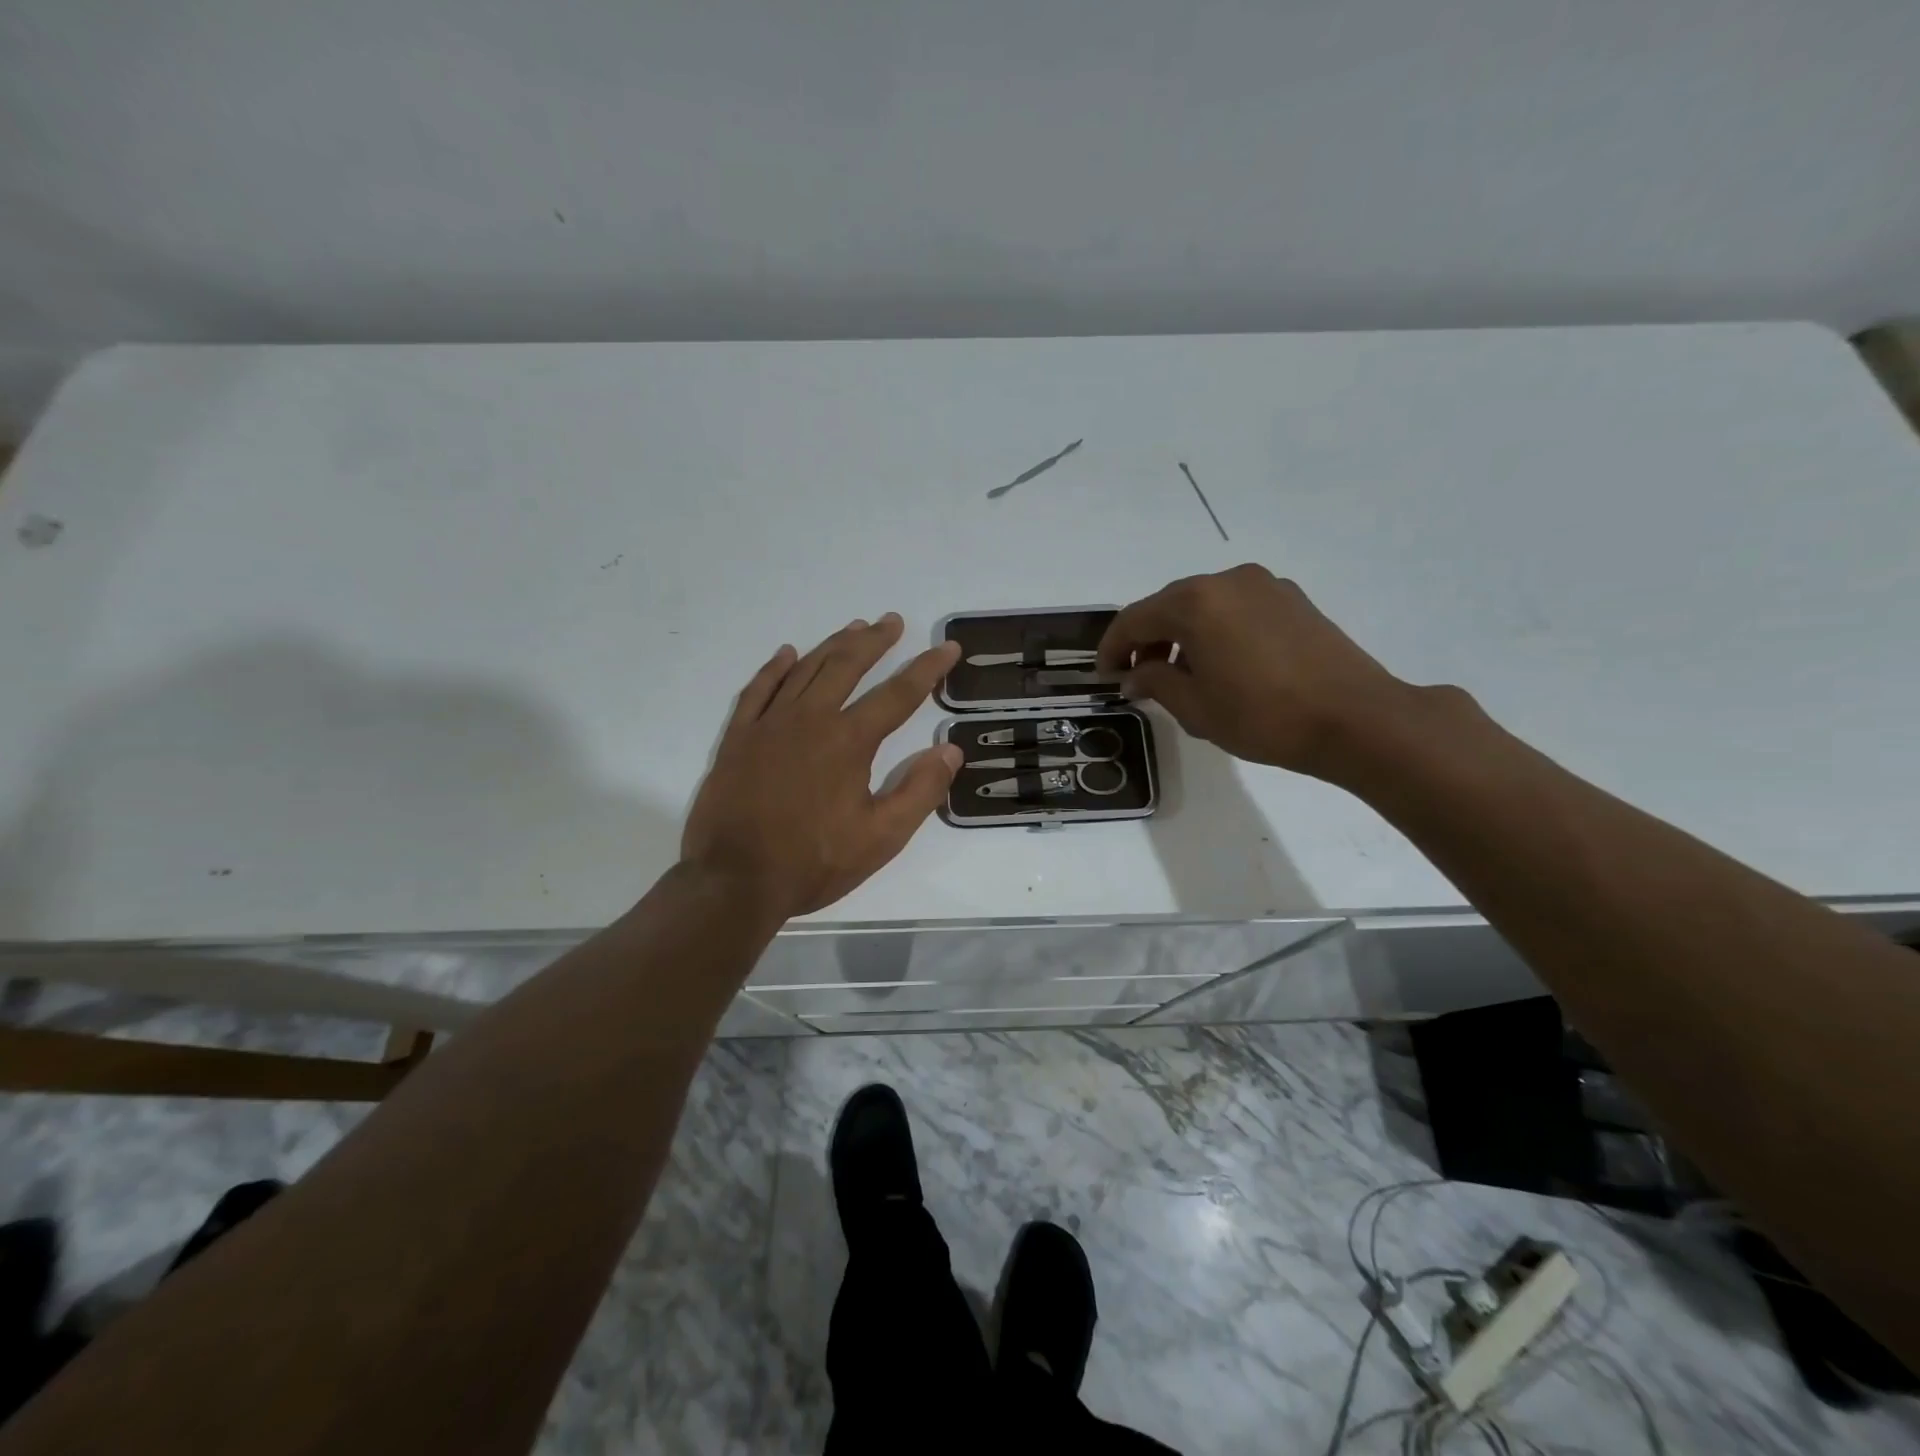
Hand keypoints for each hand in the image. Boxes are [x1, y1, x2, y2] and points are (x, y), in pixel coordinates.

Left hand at [682, 614, 962, 919]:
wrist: (734, 881)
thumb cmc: (813, 862)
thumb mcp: (881, 838)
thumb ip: (920, 791)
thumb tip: (950, 749)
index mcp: (849, 741)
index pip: (898, 694)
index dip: (927, 668)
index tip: (947, 647)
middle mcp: (810, 719)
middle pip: (847, 666)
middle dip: (875, 641)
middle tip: (892, 621)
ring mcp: (769, 724)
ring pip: (805, 669)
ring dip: (833, 645)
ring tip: (854, 628)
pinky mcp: (738, 737)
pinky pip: (758, 689)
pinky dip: (774, 668)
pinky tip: (786, 653)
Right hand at [1096, 564, 1420, 781]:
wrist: (1355, 718)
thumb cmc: (1263, 716)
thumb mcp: (1195, 707)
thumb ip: (1155, 681)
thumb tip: (1134, 674)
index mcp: (1195, 603)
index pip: (1134, 619)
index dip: (1112, 648)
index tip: (1104, 676)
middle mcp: (1227, 581)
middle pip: (1169, 605)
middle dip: (1147, 639)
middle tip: (1137, 676)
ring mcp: (1264, 585)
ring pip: (1204, 604)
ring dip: (1182, 634)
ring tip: (1180, 673)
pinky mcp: (1292, 599)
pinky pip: (1236, 607)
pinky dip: (1216, 629)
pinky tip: (1222, 663)